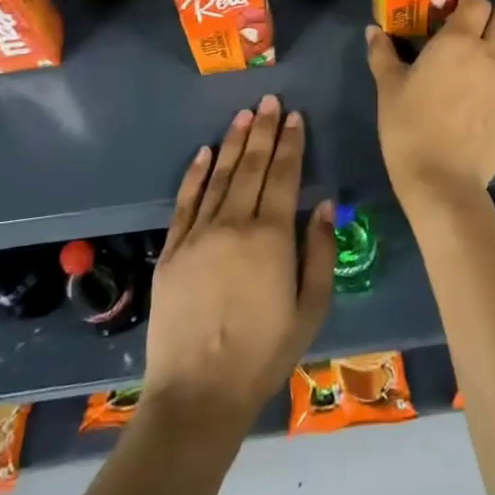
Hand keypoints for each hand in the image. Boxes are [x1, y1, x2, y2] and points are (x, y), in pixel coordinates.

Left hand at [143, 97, 335, 433]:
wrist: (197, 393)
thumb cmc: (264, 354)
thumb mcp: (310, 309)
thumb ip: (319, 253)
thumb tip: (322, 205)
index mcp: (271, 236)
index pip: (284, 175)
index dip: (292, 143)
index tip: (296, 116)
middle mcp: (234, 224)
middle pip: (252, 166)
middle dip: (265, 130)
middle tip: (270, 100)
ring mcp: (199, 235)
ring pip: (220, 176)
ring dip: (234, 143)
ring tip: (245, 114)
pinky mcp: (173, 250)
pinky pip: (185, 202)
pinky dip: (195, 174)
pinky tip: (204, 152)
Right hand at [365, 0, 494, 210]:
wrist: (443, 180)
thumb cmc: (410, 128)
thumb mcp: (389, 88)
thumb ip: (382, 53)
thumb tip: (373, 30)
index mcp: (458, 40)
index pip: (477, 1)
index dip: (466, 3)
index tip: (450, 15)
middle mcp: (492, 53)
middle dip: (491, 17)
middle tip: (471, 33)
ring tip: (489, 55)